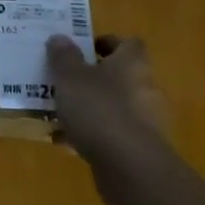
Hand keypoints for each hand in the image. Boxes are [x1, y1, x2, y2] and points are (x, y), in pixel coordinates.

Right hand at [47, 34, 166, 164]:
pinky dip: (91, 135)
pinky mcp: (138, 148)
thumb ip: (63, 57)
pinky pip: (111, 134)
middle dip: (93, 78)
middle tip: (64, 81)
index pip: (128, 44)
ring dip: (90, 108)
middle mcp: (144, 88)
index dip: (107, 42)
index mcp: (131, 64)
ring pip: (113, 106)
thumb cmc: (99, 109)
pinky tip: (66, 142)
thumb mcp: (70, 77)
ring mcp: (144, 120)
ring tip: (59, 113)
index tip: (83, 49)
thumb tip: (60, 38)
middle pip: (120, 75)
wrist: (129, 166)